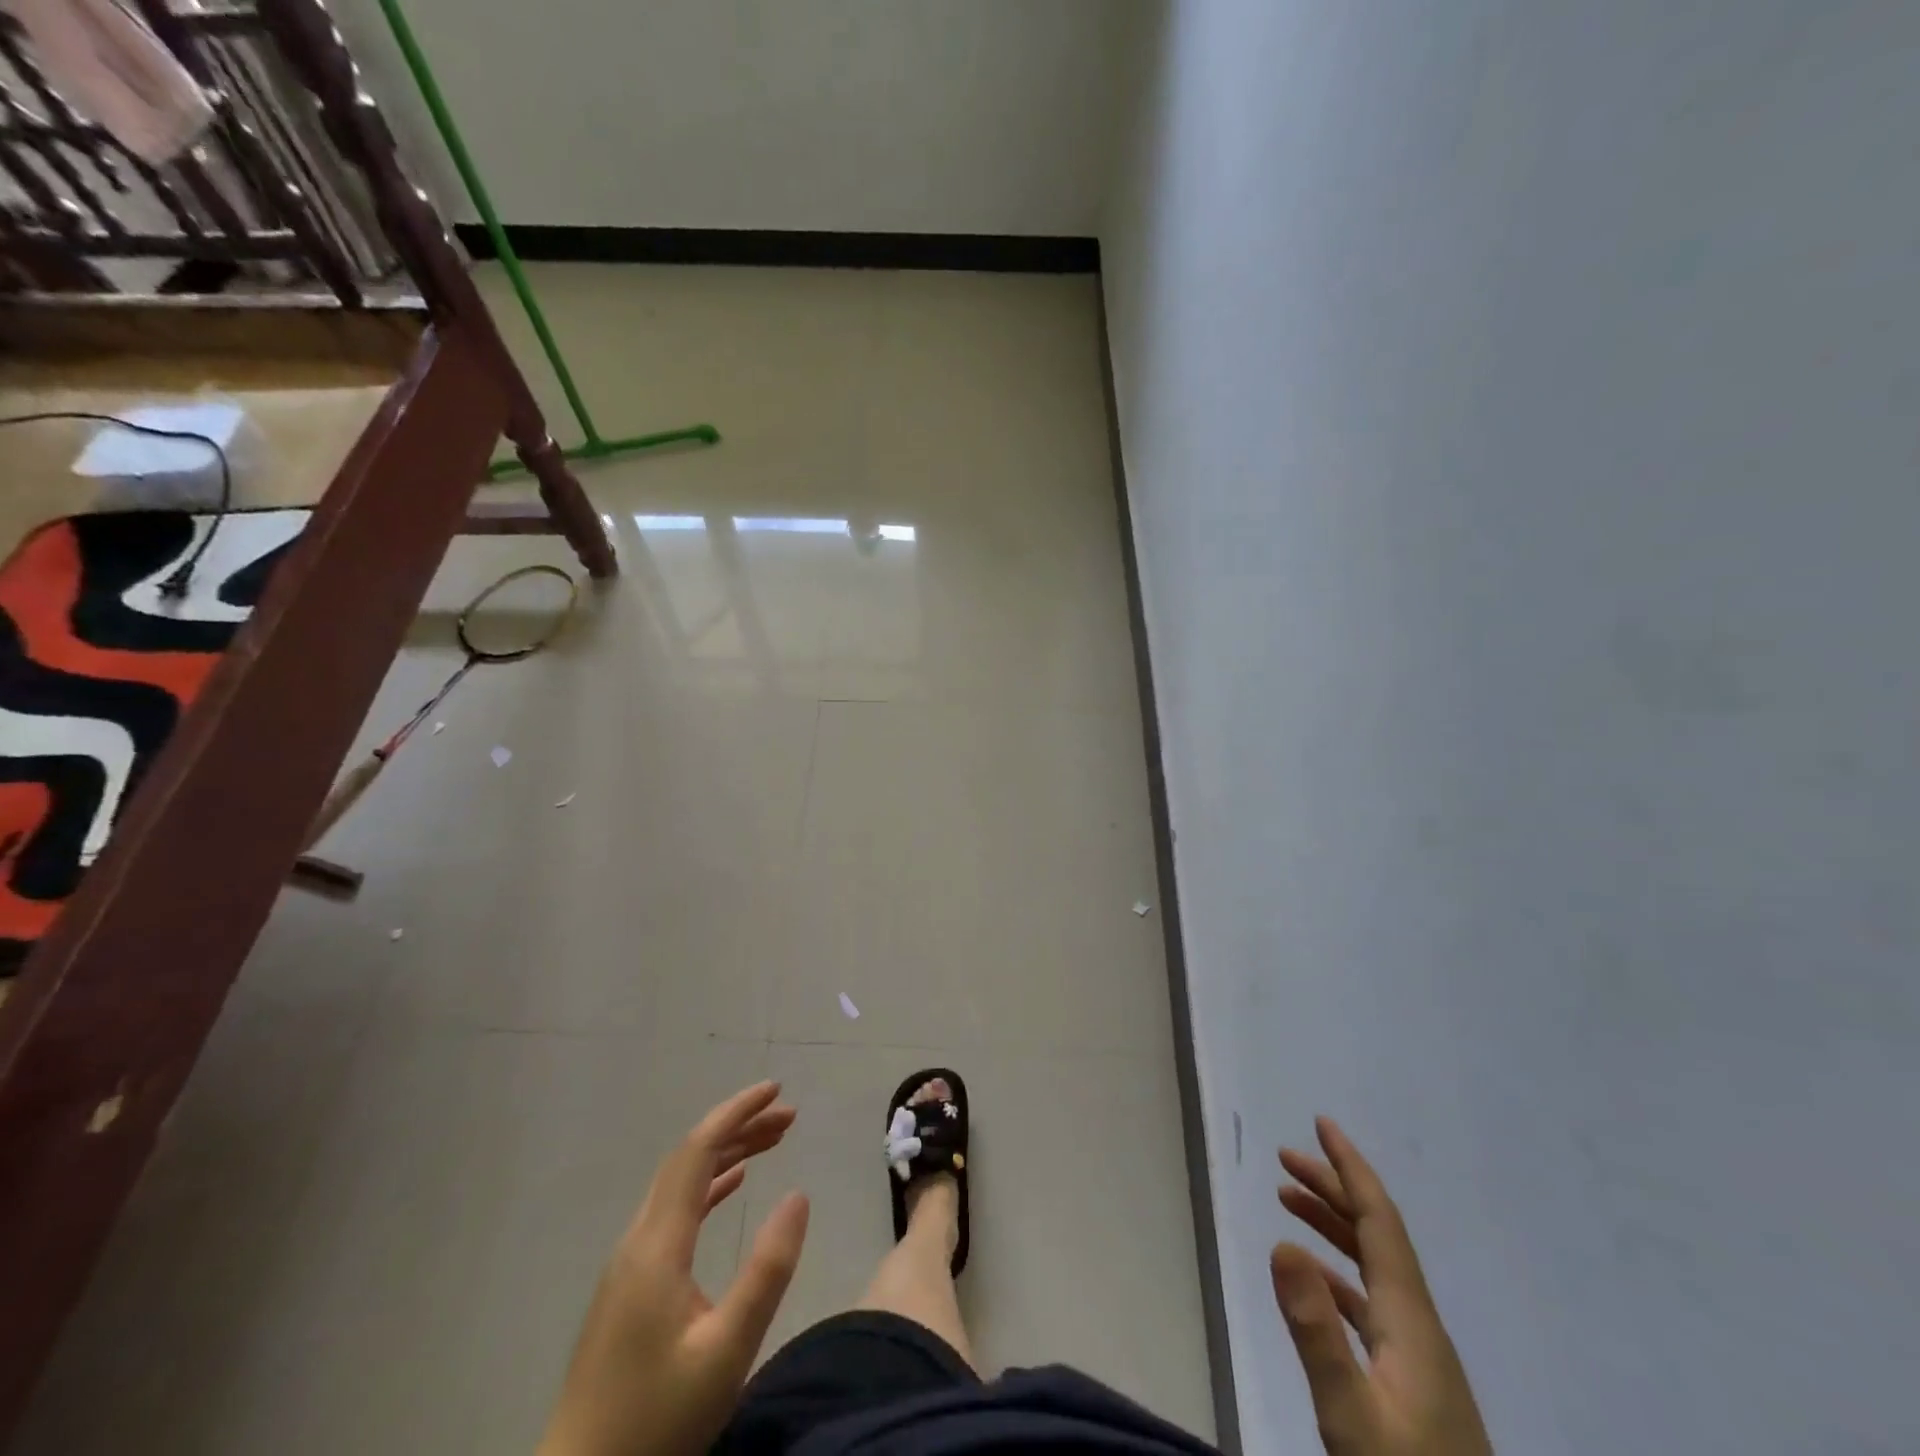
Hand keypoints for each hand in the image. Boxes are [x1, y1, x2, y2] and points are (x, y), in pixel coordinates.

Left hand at [540, 1082, 810, 1455]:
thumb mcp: (727, 1351)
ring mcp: (630, 1263)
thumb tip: (799, 1195)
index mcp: (657, 1246)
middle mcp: (639, 1240)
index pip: (697, 1152)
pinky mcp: (630, 1286)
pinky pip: (674, 1212)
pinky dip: (709, 1186)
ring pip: (681, 1183)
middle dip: (739, 1127)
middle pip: (689, 1159)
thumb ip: (766, 1270)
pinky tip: (732, 1186)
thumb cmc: (656, 1424)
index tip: (776, 1089)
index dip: (737, 1113)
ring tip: (774, 1140)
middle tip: (789, 1115)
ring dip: (727, 1154)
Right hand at [1271, 1117, 1490, 1455]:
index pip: (1379, 1221)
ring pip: (1373, 1266)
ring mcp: (1419, 1356)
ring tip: (1287, 1199)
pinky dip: (1337, 1271)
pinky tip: (1314, 1278)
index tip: (1321, 1124)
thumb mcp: (1351, 1416)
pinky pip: (1370, 1301)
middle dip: (1332, 1187)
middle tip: (1284, 1158)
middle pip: (1375, 1235)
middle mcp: (1419, 1325)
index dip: (1350, 1168)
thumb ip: (1316, 1331)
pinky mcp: (1412, 1382)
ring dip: (1332, 1224)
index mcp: (1411, 1320)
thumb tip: (1280, 1242)